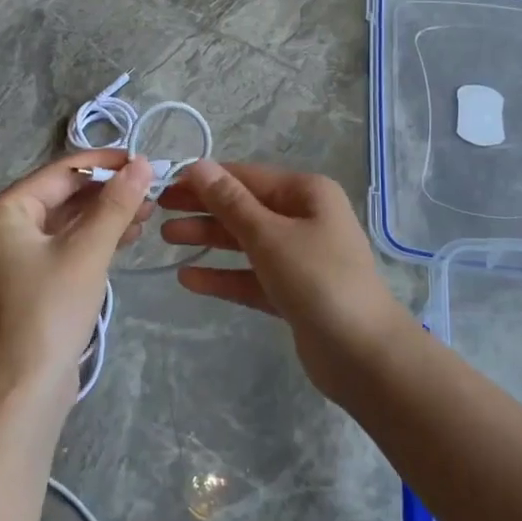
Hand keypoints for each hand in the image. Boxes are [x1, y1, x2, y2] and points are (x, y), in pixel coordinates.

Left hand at [0, 150, 155, 409]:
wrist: (25, 389)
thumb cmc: (50, 311)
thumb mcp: (88, 251)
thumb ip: (116, 204)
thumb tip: (144, 163)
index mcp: (5, 210)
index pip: (62, 172)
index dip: (106, 164)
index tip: (147, 160)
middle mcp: (5, 225)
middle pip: (65, 194)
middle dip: (109, 191)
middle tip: (153, 191)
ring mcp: (17, 253)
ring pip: (69, 220)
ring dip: (107, 214)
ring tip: (148, 212)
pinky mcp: (32, 278)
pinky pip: (67, 243)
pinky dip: (96, 237)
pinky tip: (128, 236)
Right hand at [159, 161, 408, 398]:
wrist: (364, 355)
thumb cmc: (318, 280)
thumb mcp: (269, 236)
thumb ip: (230, 202)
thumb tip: (198, 165)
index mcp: (306, 193)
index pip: (246, 176)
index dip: (205, 178)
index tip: (164, 182)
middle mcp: (304, 218)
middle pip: (244, 207)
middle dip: (203, 208)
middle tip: (157, 210)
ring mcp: (300, 257)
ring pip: (245, 241)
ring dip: (208, 239)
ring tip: (166, 238)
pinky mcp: (293, 292)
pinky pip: (251, 276)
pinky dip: (223, 275)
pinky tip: (188, 278)